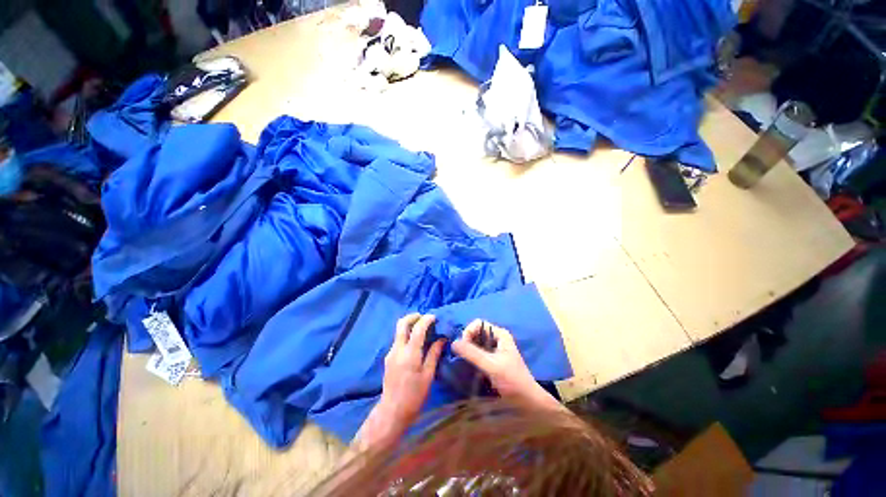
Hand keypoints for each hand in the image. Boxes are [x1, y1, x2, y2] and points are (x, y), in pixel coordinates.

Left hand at [380, 313, 445, 423]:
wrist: (392, 411)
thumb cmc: (414, 396)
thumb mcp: (428, 375)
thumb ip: (434, 354)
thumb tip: (442, 339)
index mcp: (410, 354)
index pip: (417, 329)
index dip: (426, 320)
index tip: (434, 317)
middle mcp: (398, 349)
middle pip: (402, 324)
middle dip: (413, 316)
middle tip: (424, 318)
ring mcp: (391, 353)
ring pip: (398, 331)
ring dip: (409, 325)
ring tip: (422, 329)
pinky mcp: (388, 357)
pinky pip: (398, 340)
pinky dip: (406, 335)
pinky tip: (415, 342)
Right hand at [452, 319, 561, 411]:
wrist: (528, 402)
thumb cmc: (512, 381)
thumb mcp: (491, 365)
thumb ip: (472, 353)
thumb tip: (453, 343)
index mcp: (500, 334)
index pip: (478, 324)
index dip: (468, 332)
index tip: (463, 347)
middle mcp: (498, 338)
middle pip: (476, 332)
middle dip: (467, 341)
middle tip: (462, 356)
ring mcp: (496, 349)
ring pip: (476, 343)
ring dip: (468, 350)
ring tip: (464, 361)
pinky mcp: (493, 360)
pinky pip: (478, 353)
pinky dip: (472, 357)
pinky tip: (470, 366)